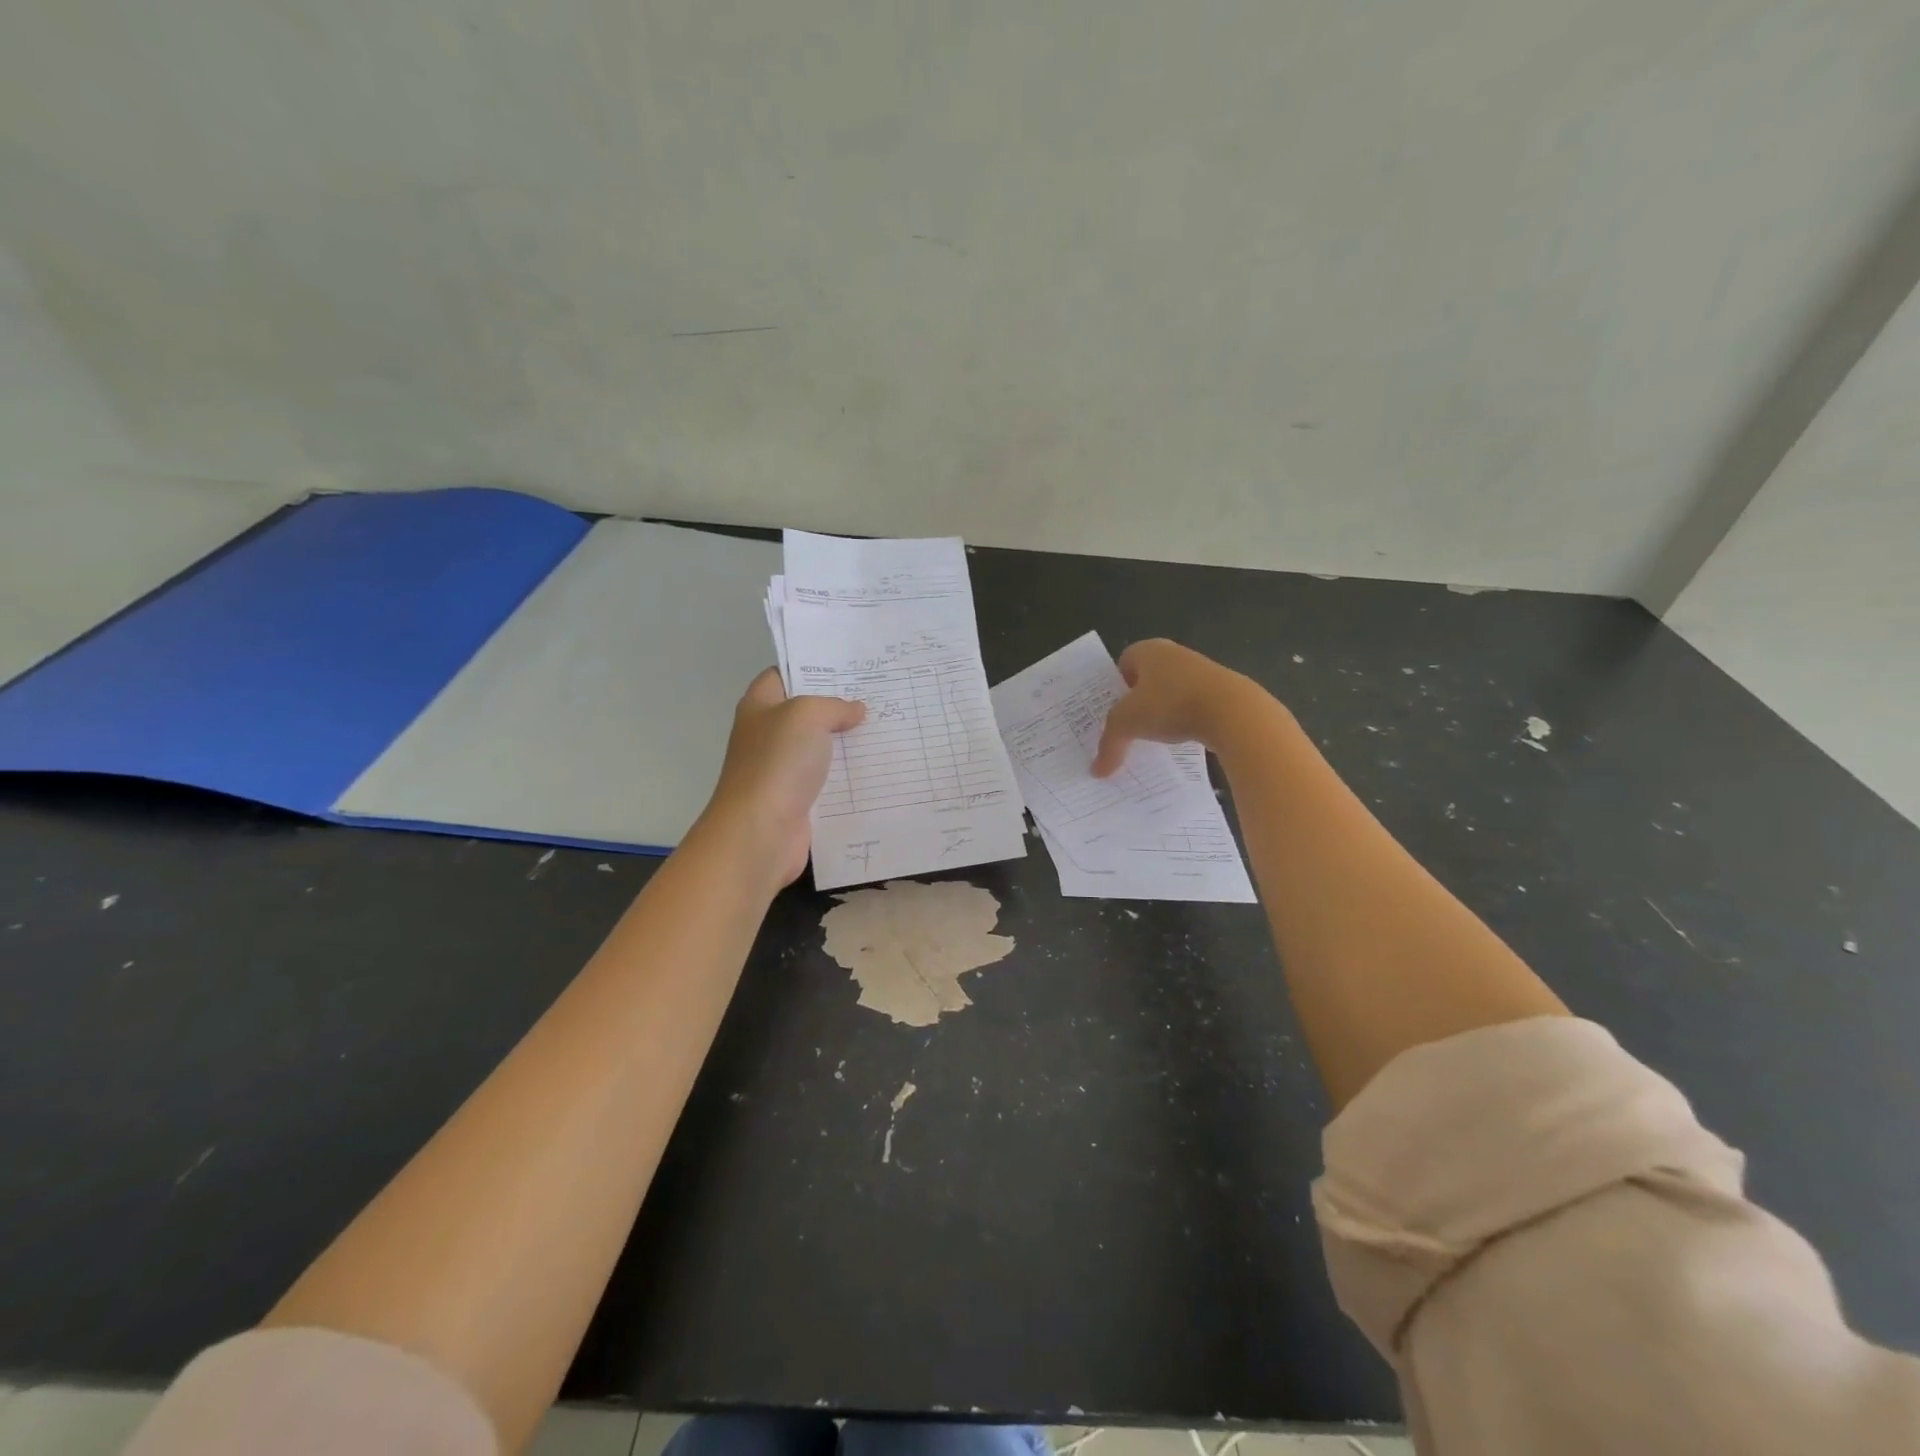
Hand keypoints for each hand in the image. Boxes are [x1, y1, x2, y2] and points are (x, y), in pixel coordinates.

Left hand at [697, 669, 865, 888]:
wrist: (760, 831)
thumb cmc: (777, 763)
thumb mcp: (807, 715)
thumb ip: (834, 706)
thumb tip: (856, 710)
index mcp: (759, 706)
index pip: (783, 674)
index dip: (812, 667)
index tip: (849, 666)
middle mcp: (768, 734)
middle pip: (807, 712)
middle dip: (839, 705)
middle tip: (878, 695)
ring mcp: (782, 769)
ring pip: (821, 748)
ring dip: (849, 742)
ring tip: (887, 727)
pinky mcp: (798, 799)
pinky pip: (829, 781)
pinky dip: (850, 776)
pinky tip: (878, 768)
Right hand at [1092, 639, 1253, 776]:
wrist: (1231, 711)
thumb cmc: (1170, 704)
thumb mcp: (1127, 725)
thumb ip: (1109, 745)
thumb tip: (1097, 772)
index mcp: (1148, 650)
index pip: (1122, 663)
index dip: (1115, 687)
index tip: (1112, 712)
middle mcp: (1174, 653)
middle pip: (1147, 679)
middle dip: (1138, 702)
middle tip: (1128, 728)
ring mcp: (1201, 670)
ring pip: (1171, 692)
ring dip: (1163, 712)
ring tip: (1154, 738)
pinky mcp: (1221, 690)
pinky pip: (1193, 705)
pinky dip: (1185, 720)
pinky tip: (1181, 739)